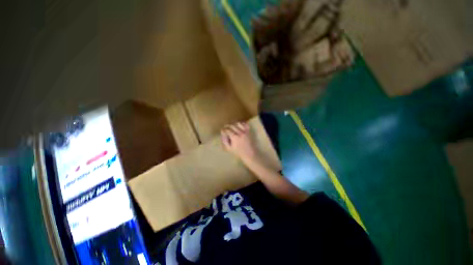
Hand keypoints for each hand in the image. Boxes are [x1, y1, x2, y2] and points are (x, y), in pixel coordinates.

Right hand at [221, 122, 256, 161]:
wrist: (249, 153)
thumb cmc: (238, 152)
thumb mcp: (229, 148)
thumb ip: (225, 140)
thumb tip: (222, 134)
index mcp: (234, 137)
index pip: (227, 130)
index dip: (223, 130)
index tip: (222, 131)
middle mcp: (240, 132)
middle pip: (232, 125)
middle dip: (227, 126)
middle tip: (225, 128)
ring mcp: (245, 131)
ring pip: (238, 123)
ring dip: (234, 124)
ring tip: (232, 127)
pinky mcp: (249, 131)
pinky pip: (245, 124)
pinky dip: (241, 124)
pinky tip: (239, 126)